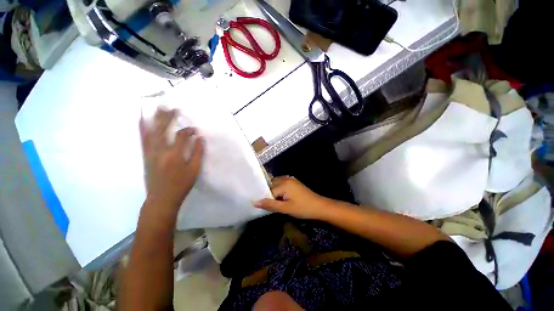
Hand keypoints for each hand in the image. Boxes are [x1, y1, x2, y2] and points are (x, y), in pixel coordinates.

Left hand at [140, 108, 203, 213]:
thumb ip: (197, 153)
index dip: (188, 130)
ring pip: (151, 132)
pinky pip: (143, 139)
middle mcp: (160, 151)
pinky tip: (141, 120)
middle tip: (172, 108)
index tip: (194, 130)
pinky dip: (142, 128)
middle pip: (163, 130)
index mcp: (174, 155)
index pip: (181, 136)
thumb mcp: (194, 170)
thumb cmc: (181, 185)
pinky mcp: (145, 156)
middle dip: (168, 118)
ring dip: (155, 119)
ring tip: (158, 109)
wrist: (161, 198)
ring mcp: (150, 153)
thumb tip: (200, 139)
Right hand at [254, 176, 327, 219]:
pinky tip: (280, 197)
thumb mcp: (285, 209)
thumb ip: (270, 204)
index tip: (261, 206)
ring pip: (276, 183)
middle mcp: (286, 178)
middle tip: (266, 204)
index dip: (264, 198)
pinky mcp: (294, 182)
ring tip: (272, 201)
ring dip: (273, 191)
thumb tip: (254, 202)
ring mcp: (291, 179)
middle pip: (271, 184)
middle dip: (268, 193)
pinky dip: (279, 189)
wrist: (320, 207)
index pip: (268, 190)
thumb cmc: (303, 208)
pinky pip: (282, 183)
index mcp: (283, 183)